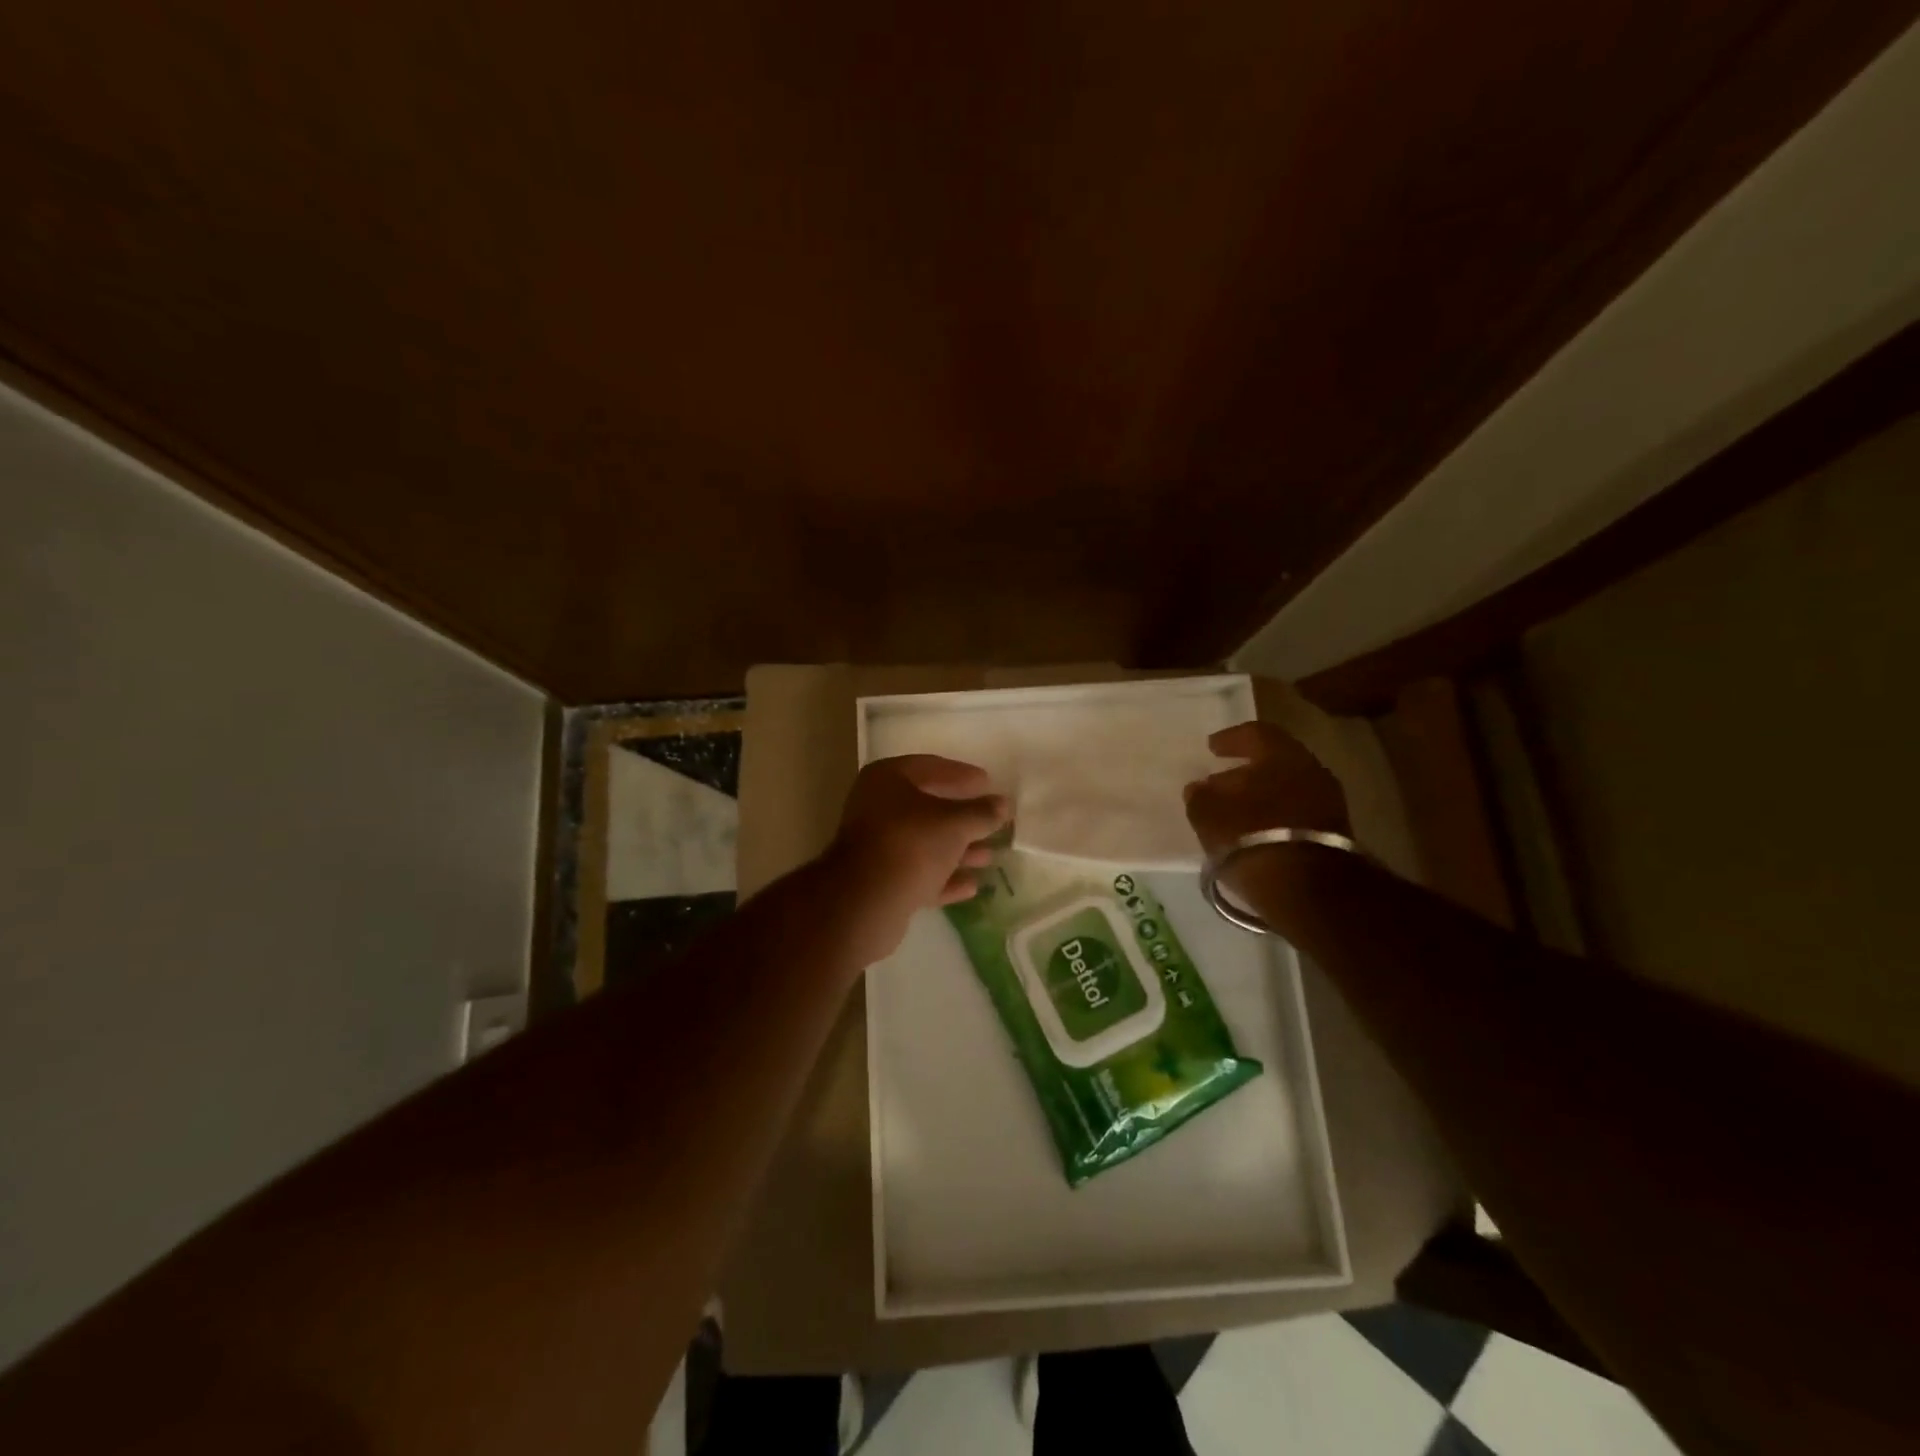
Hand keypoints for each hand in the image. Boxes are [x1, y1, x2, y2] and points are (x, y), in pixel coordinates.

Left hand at [827, 755, 1009, 964]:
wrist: (865, 901)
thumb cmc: (911, 844)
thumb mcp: (954, 823)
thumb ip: (981, 813)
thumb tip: (1003, 804)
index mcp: (887, 779)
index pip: (930, 767)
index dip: (962, 774)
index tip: (988, 782)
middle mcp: (877, 807)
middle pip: (927, 807)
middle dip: (962, 817)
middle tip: (992, 820)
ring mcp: (876, 846)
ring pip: (924, 843)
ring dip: (957, 850)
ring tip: (990, 855)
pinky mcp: (880, 882)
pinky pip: (918, 874)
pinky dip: (943, 878)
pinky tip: (972, 886)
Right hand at [1183, 721, 1349, 862]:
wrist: (1306, 888)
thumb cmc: (1249, 836)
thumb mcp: (1208, 815)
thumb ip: (1200, 796)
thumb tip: (1199, 788)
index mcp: (1280, 754)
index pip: (1254, 733)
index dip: (1230, 739)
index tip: (1212, 748)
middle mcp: (1310, 769)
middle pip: (1274, 762)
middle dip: (1247, 771)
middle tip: (1222, 783)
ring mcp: (1328, 801)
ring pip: (1288, 788)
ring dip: (1262, 796)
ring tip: (1237, 811)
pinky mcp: (1334, 833)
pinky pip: (1297, 812)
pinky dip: (1276, 816)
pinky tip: (1257, 830)